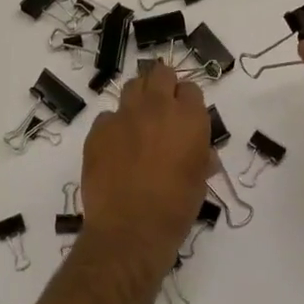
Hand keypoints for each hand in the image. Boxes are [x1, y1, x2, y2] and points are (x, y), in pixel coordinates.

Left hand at [80, 62, 212, 263]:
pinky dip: (114, 126)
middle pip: (161, 73)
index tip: (186, 116)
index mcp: (188, 118)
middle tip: (163, 109)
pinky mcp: (99, 129)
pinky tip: (116, 147)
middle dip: (163, 85)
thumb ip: (202, 156)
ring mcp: (124, 115)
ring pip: (133, 86)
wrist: (130, 230)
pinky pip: (108, 116)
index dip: (188, 101)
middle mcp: (157, 107)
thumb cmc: (175, 208)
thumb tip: (205, 153)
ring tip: (139, 121)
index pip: (191, 88)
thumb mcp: (200, 181)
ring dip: (139, 98)